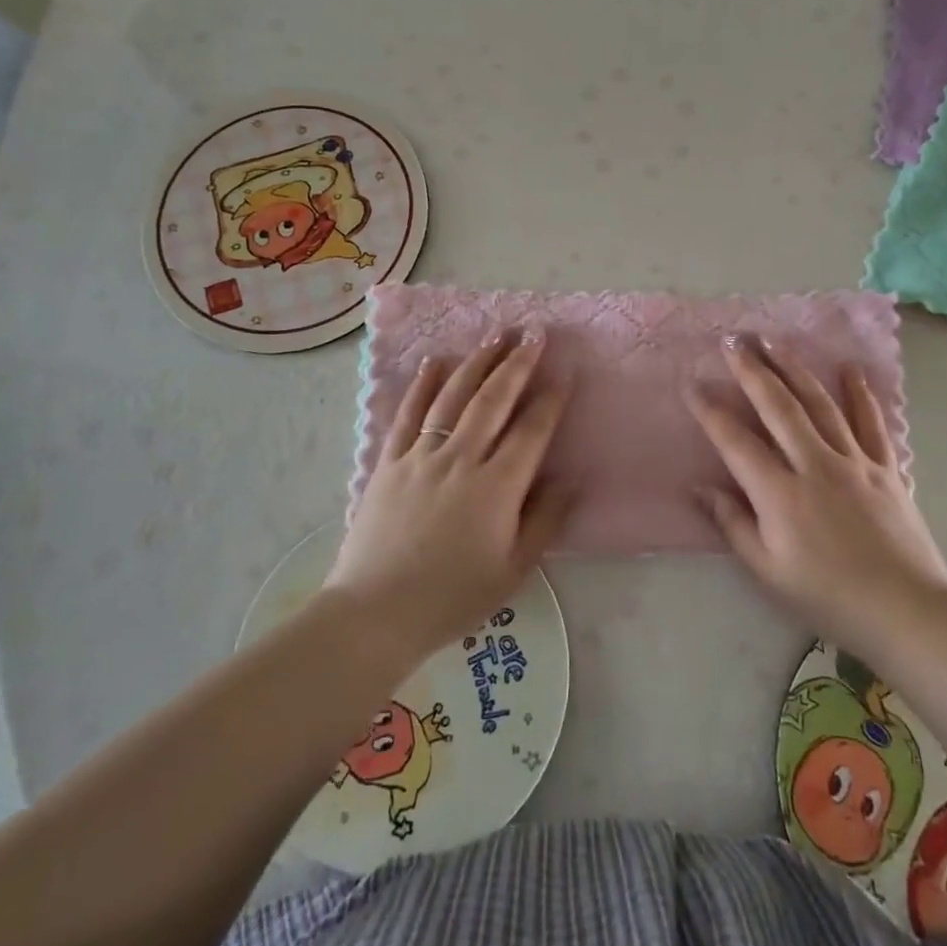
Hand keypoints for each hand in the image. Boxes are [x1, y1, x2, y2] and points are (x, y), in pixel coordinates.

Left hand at [327, 330, 572, 662]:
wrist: (376, 613)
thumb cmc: (452, 597)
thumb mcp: (513, 569)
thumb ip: (545, 520)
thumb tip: (570, 479)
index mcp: (497, 487)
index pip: (531, 430)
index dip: (551, 398)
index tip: (565, 370)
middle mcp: (461, 459)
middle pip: (494, 400)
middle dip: (517, 363)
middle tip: (534, 332)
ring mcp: (421, 456)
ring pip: (453, 397)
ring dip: (478, 362)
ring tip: (496, 334)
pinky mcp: (389, 462)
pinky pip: (409, 413)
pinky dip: (424, 384)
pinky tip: (437, 361)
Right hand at [685, 336, 946, 650]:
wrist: (907, 612)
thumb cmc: (828, 597)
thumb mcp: (768, 571)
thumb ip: (733, 524)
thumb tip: (699, 488)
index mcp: (780, 494)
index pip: (736, 441)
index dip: (710, 411)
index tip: (691, 382)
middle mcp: (814, 465)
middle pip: (778, 407)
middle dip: (752, 370)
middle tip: (733, 339)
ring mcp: (854, 462)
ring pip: (819, 404)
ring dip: (794, 369)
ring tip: (774, 341)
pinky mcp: (886, 468)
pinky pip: (870, 422)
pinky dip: (860, 393)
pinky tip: (849, 368)